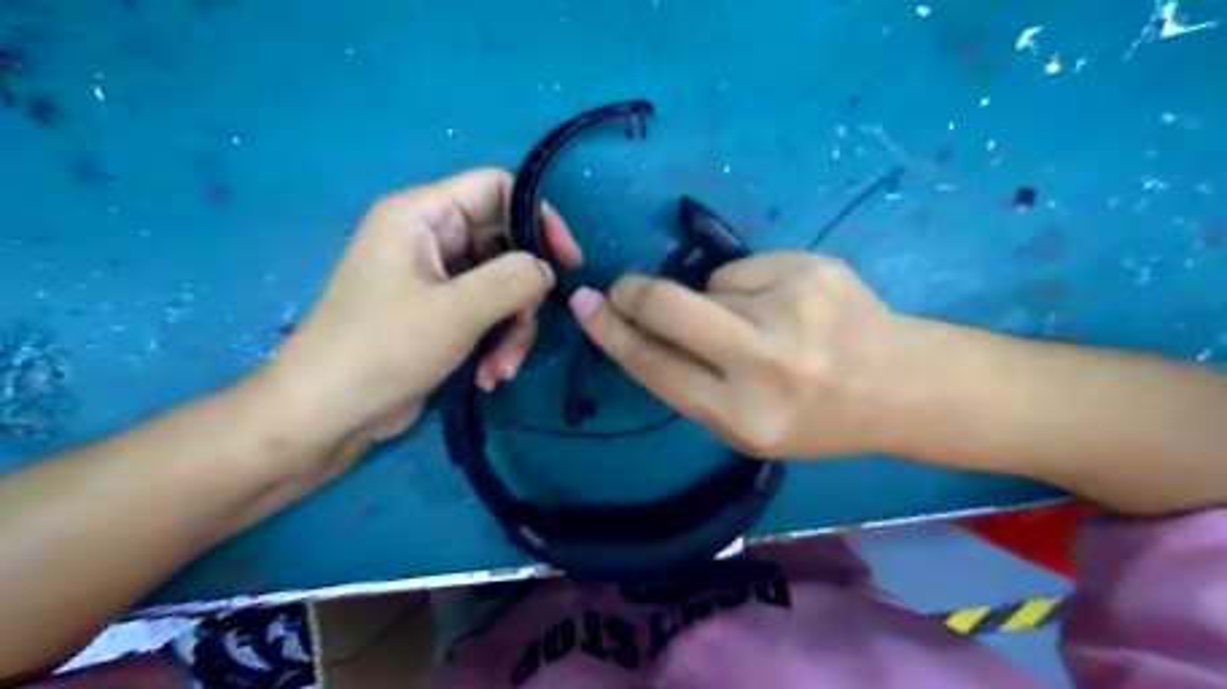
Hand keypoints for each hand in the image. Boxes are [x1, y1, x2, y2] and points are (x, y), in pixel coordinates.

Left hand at [258, 167, 583, 445]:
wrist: (326, 415)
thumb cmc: (383, 350)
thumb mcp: (457, 311)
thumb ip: (514, 279)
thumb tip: (547, 271)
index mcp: (422, 215)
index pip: (498, 189)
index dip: (539, 218)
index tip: (567, 262)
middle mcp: (430, 238)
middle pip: (506, 245)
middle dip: (522, 294)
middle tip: (524, 328)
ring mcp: (435, 279)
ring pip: (502, 287)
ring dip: (511, 330)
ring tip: (500, 369)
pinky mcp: (440, 314)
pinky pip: (487, 314)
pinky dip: (495, 343)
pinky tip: (487, 377)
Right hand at [570, 250, 902, 457]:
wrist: (902, 385)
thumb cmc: (815, 418)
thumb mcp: (745, 427)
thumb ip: (690, 383)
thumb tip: (638, 326)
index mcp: (742, 416)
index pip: (653, 366)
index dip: (611, 333)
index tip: (585, 305)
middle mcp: (764, 361)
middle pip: (668, 305)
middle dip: (634, 293)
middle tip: (623, 288)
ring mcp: (791, 307)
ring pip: (708, 285)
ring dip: (713, 301)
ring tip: (759, 323)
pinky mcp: (811, 267)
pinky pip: (745, 269)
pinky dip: (748, 286)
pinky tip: (786, 305)